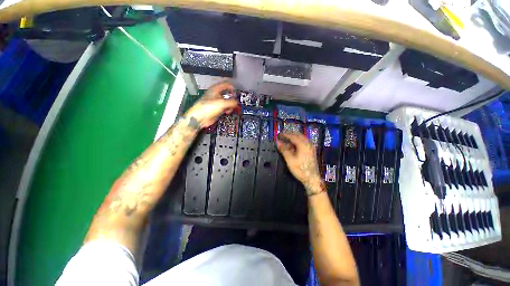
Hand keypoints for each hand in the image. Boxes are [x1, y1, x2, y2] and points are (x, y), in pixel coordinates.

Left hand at [186, 82, 237, 127]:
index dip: (232, 87)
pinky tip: (227, 112)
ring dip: (230, 105)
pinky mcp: (216, 109)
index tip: (236, 91)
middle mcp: (215, 95)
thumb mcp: (222, 103)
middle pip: (227, 94)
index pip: (225, 84)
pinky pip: (225, 108)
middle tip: (235, 102)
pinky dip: (227, 109)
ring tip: (230, 108)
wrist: (200, 118)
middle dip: (232, 98)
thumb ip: (231, 101)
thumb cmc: (205, 108)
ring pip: (227, 101)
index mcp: (215, 89)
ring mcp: (216, 102)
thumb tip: (236, 102)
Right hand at [276, 133, 324, 195]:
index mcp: (303, 145)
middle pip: (299, 135)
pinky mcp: (311, 151)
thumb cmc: (300, 169)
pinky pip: (304, 143)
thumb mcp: (290, 160)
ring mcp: (311, 147)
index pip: (293, 136)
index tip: (279, 135)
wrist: (312, 179)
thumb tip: (278, 142)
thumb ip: (284, 149)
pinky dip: (298, 142)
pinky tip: (293, 146)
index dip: (285, 135)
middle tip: (282, 136)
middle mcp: (308, 144)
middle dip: (290, 135)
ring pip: (302, 139)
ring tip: (286, 141)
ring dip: (294, 138)